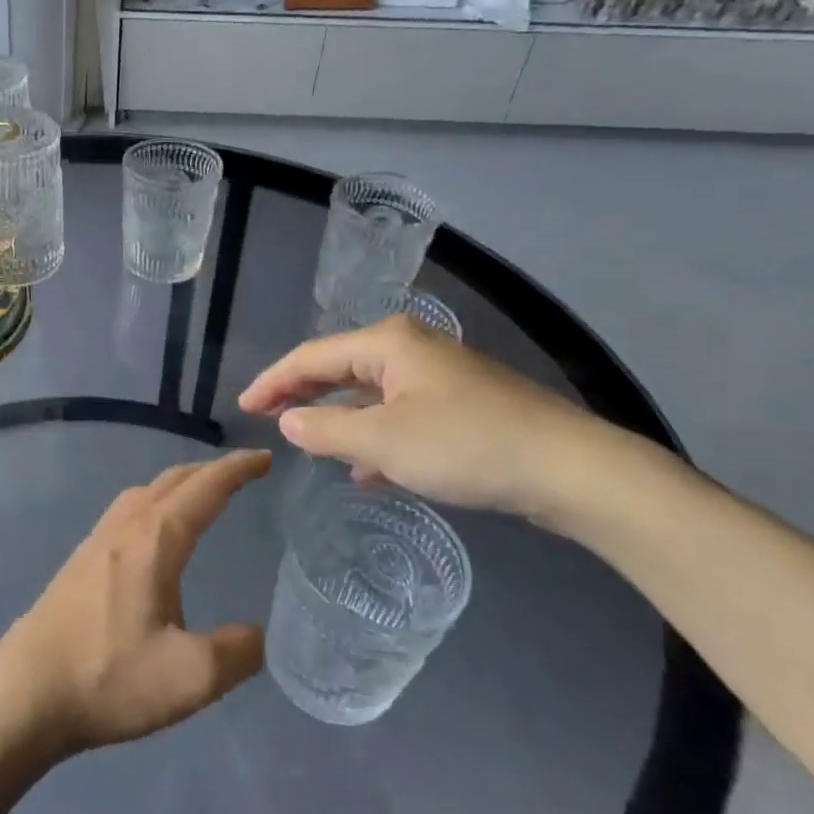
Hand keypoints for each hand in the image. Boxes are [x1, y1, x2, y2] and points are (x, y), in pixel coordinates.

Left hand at [0, 450, 272, 760]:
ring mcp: (94, 543)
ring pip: (142, 494)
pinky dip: (152, 505)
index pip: (204, 489)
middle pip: (171, 482)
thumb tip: (257, 635)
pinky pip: (124, 513)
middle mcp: (123, 529)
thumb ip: (236, 652)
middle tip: (242, 473)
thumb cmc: (108, 677)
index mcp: (154, 541)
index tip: (265, 458)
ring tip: (200, 498)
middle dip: (209, 471)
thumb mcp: (190, 677)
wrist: (24, 693)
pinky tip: (152, 537)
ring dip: (177, 485)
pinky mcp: (77, 564)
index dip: (237, 470)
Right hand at [238, 315, 604, 517]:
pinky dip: (372, 434)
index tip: (242, 408)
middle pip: (338, 367)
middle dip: (300, 392)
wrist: (570, 468)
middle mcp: (409, 350)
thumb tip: (289, 421)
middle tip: (265, 416)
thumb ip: (326, 429)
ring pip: (368, 392)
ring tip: (306, 439)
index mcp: (387, 344)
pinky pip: (397, 414)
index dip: (272, 381)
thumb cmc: (466, 445)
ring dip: (335, 415)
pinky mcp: (460, 406)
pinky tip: (364, 467)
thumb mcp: (383, 441)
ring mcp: (438, 377)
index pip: (310, 356)